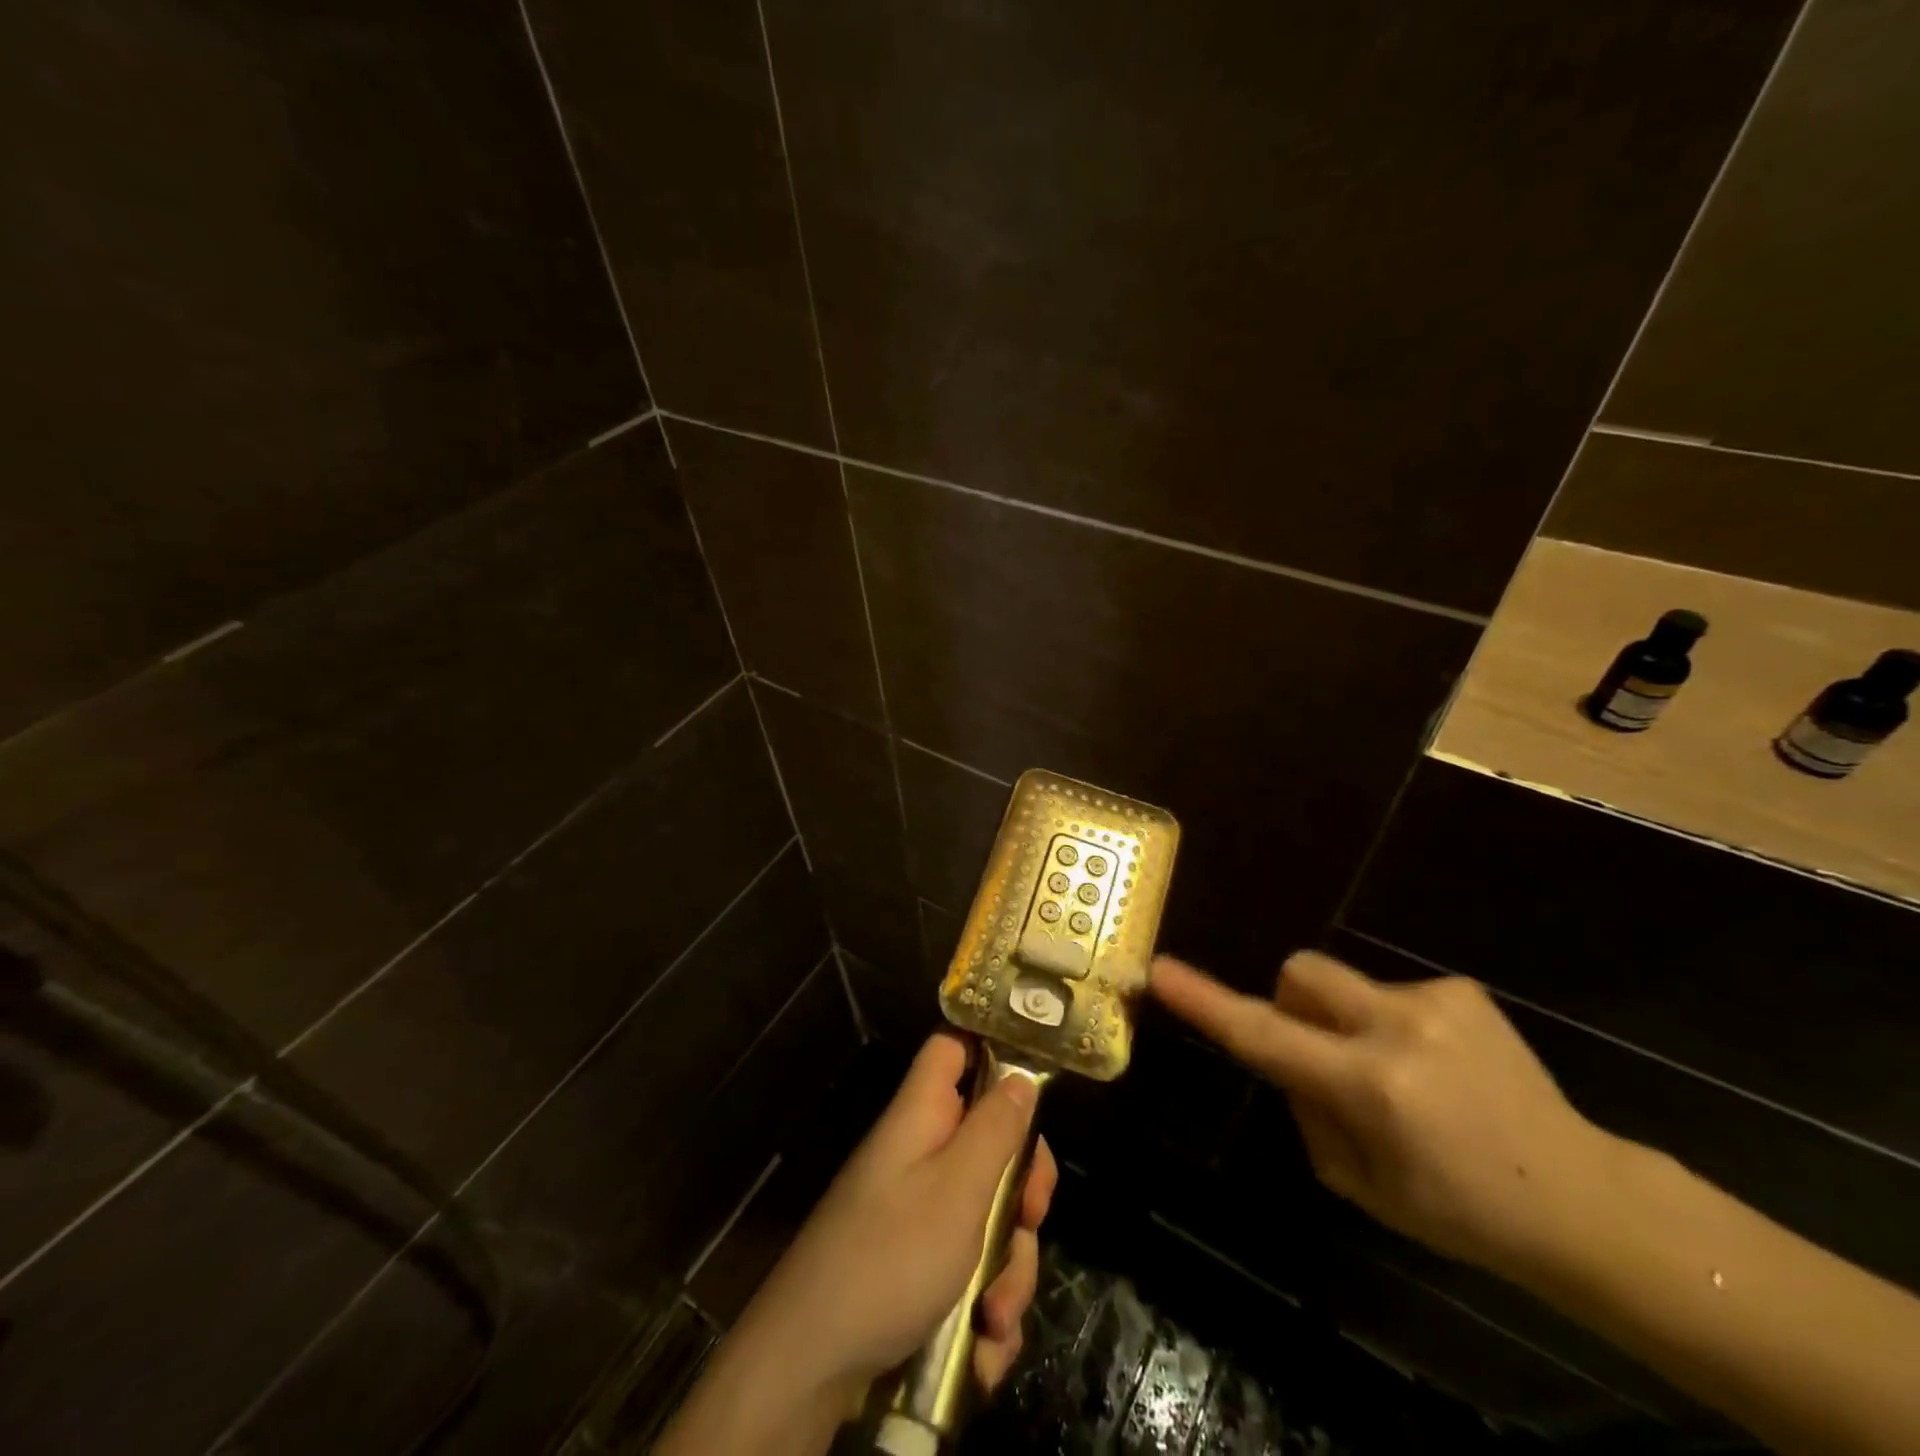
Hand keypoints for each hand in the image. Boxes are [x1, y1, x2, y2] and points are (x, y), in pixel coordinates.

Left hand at [741, 1033, 1057, 1402]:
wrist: (811, 1366)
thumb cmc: (891, 1257)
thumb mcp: (958, 1187)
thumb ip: (997, 1128)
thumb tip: (1023, 1076)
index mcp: (923, 1115)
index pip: (954, 1049)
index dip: (993, 1050)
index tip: (1037, 1084)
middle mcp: (922, 1156)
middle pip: (991, 1142)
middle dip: (1021, 1192)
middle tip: (1030, 1220)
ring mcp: (919, 1214)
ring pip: (990, 1217)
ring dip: (1008, 1270)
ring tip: (994, 1316)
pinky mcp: (920, 1268)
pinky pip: (972, 1270)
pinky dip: (985, 1308)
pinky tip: (982, 1349)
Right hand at [1152, 951, 1614, 1278]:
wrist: (1582, 1199)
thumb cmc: (1458, 1211)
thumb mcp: (1358, 1183)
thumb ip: (1306, 1108)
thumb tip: (1288, 1055)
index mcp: (1371, 1087)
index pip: (1265, 1036)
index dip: (1206, 1003)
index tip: (1161, 971)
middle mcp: (1398, 1029)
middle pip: (1299, 974)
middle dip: (1289, 1002)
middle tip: (1318, 1055)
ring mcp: (1435, 1001)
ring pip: (1342, 983)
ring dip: (1345, 1020)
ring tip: (1400, 1075)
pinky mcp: (1461, 990)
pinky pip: (1390, 992)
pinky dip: (1391, 1024)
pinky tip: (1438, 1068)